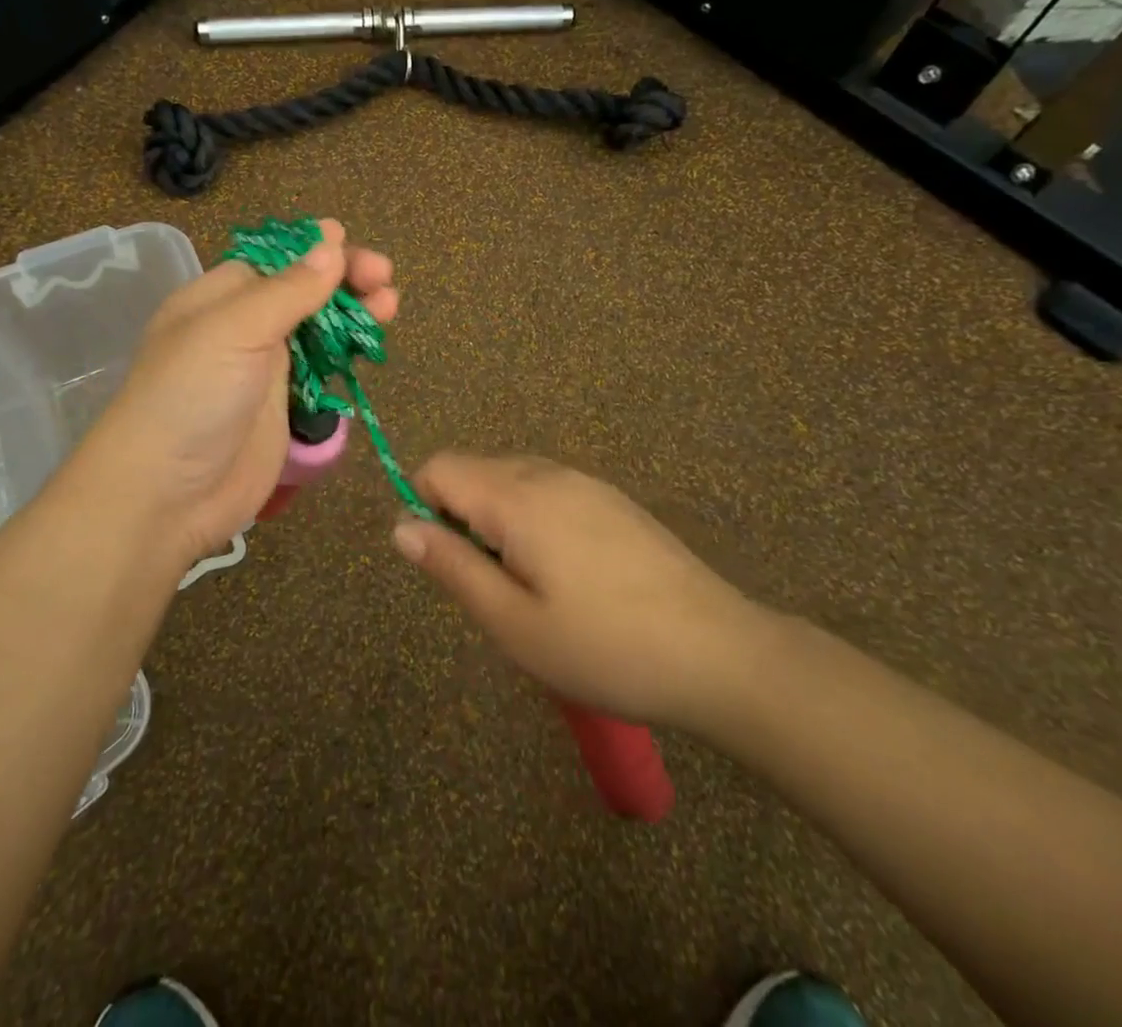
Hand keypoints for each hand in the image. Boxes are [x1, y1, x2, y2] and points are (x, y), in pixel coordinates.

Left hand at [73, 219, 396, 572]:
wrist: (167, 495)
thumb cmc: (191, 397)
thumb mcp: (233, 330)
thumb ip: (287, 290)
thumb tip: (331, 242)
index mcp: (219, 297)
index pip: (274, 258)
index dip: (312, 248)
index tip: (350, 240)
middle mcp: (242, 326)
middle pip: (302, 290)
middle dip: (343, 278)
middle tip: (383, 278)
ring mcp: (264, 369)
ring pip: (317, 328)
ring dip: (352, 312)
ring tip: (389, 306)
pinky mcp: (284, 407)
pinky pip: (321, 368)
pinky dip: (346, 353)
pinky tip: (369, 345)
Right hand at [392, 454, 766, 730]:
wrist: (721, 654)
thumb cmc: (604, 648)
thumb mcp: (513, 624)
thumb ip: (451, 567)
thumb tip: (401, 527)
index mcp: (517, 497)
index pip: (440, 467)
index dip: (425, 508)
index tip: (450, 564)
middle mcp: (548, 474)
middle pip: (474, 470)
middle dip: (462, 518)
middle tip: (493, 587)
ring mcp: (587, 483)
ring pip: (512, 481)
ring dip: (498, 521)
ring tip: (531, 587)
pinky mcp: (613, 500)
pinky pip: (548, 491)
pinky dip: (534, 520)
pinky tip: (570, 577)